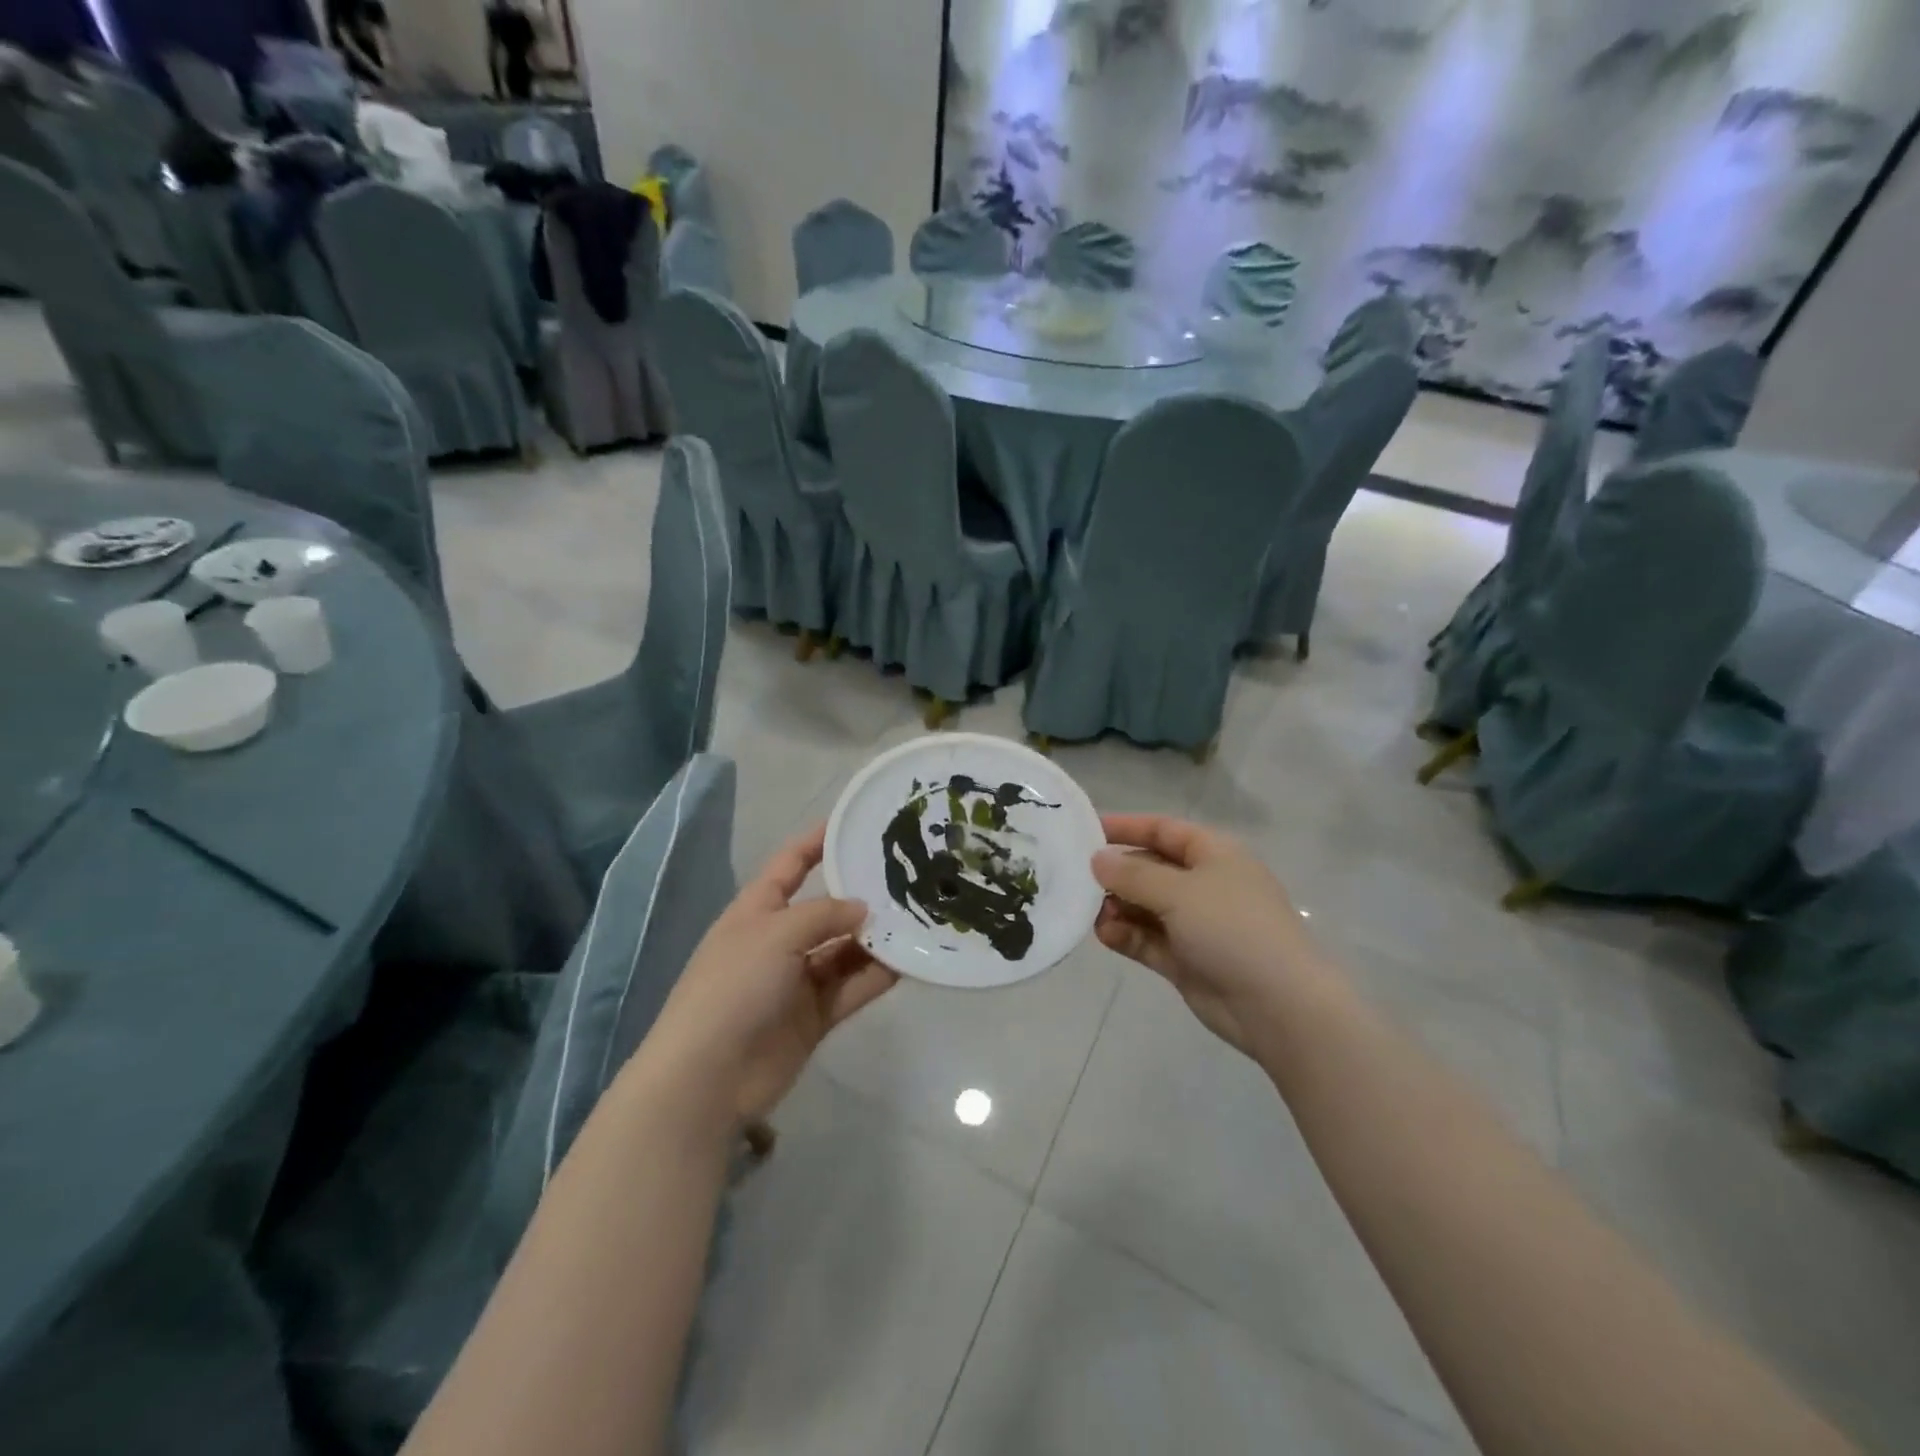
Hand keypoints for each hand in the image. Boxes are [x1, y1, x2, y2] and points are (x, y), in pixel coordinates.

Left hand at [640, 824, 896, 1125]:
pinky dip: (878, 975)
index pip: (791, 863)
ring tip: (919, 918)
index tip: (855, 822)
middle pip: (826, 908)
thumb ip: (825, 914)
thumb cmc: (734, 986)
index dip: (818, 840)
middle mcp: (779, 939)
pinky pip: (853, 986)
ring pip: (845, 949)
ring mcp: (797, 979)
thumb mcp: (776, 933)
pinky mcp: (815, 1016)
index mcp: (757, 909)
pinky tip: (911, 961)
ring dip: (876, 938)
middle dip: (861, 894)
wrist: (708, 1076)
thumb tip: (863, 910)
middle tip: (908, 876)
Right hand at [1092, 814, 1318, 1057]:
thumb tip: (1097, 860)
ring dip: (1118, 907)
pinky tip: (1105, 935)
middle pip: (1150, 868)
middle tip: (1077, 878)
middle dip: (1116, 873)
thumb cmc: (1232, 928)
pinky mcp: (1186, 960)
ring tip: (1092, 913)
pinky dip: (1126, 935)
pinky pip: (1147, 939)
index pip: (1163, 830)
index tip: (1085, 830)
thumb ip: (1132, 874)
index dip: (1126, 826)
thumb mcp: (1179, 891)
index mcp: (1214, 855)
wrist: (1278, 1005)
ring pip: (1145, 907)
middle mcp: (1204, 885)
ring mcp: (1195, 924)